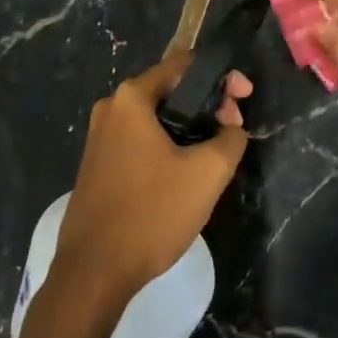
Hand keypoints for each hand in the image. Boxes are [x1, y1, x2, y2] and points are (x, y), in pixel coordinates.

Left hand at [54, 53, 251, 303]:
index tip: (244, 100)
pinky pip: (141, 141)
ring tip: (215, 154)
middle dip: (207, 105)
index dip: (222, 77)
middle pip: (170, 90)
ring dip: (189, 128)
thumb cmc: (151, 213)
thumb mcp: (207, 173)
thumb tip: (231, 128)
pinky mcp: (98, 165)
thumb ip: (231, 138)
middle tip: (233, 131)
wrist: (93, 273)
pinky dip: (167, 146)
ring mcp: (100, 138)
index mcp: (131, 98)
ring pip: (157, 119)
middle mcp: (111, 108)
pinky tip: (185, 174)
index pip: (185, 65)